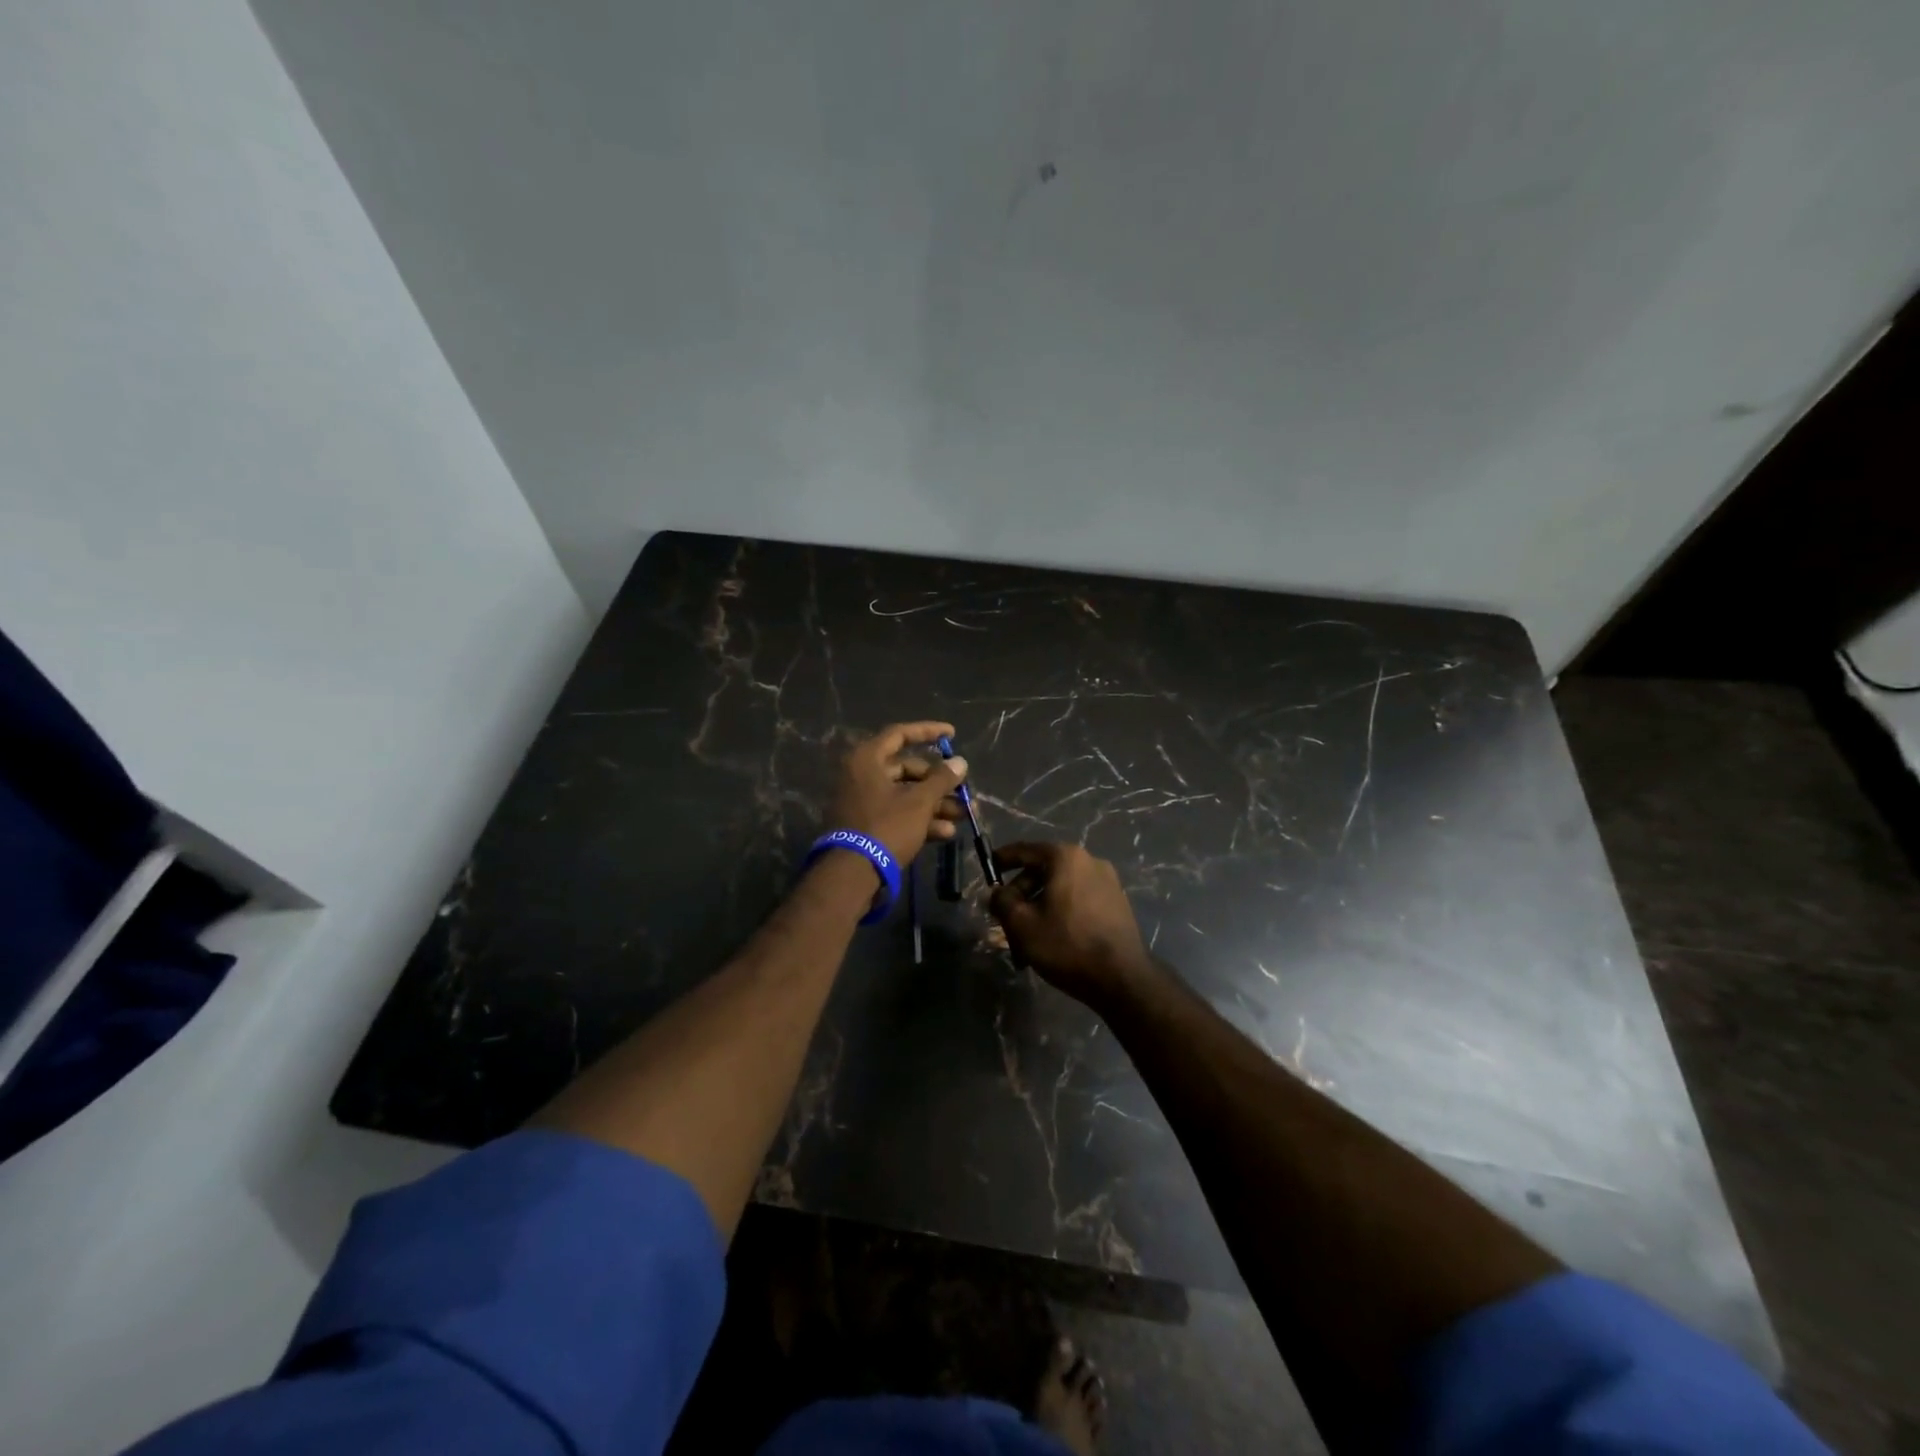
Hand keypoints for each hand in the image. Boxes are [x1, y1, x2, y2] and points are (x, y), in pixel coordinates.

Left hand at [825, 721, 967, 865]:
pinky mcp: (865, 826)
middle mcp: (860, 775)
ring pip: (904, 794)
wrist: (852, 874)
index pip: (900, 734)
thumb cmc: (886, 827)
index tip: (952, 734)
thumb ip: (941, 779)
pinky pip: (896, 814)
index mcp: (867, 759)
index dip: (928, 731)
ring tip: (960, 816)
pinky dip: (919, 820)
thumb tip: (960, 762)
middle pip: (905, 769)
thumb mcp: (919, 802)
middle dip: (937, 782)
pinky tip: (944, 833)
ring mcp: (861, 802)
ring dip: (934, 804)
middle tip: (961, 790)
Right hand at [988, 842, 1153, 1006]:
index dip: (1003, 859)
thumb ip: (1002, 901)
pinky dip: (1061, 913)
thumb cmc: (1067, 944)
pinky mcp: (1117, 903)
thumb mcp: (1022, 924)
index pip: (1025, 850)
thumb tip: (997, 892)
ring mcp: (1108, 882)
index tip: (988, 868)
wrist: (1122, 978)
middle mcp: (1089, 861)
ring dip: (1040, 907)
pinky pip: (1079, 900)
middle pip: (1043, 871)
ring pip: (1061, 889)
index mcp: (1066, 858)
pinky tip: (1053, 939)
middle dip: (1021, 894)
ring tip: (1027, 938)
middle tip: (1005, 919)